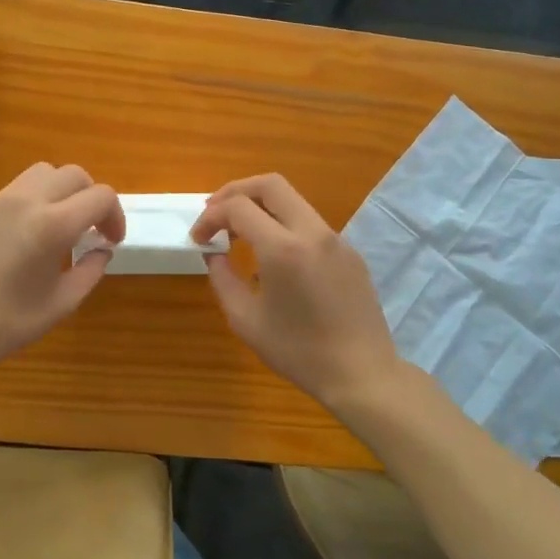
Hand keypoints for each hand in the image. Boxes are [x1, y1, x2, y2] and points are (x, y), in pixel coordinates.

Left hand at [0, 163, 124, 376]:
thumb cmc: (5, 324)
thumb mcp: (61, 304)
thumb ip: (90, 271)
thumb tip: (101, 250)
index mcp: (52, 225)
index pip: (100, 196)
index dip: (115, 216)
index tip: (111, 242)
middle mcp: (27, 201)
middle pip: (74, 174)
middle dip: (92, 198)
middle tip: (92, 230)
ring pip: (44, 173)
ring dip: (63, 191)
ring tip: (62, 225)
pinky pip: (19, 188)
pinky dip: (37, 199)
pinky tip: (31, 234)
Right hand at [192, 175, 404, 409]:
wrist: (361, 373)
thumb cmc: (298, 351)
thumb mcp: (245, 320)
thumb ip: (223, 278)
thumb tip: (214, 253)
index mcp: (284, 248)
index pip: (238, 207)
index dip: (211, 216)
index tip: (198, 238)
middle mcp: (312, 232)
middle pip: (270, 184)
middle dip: (235, 191)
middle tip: (215, 213)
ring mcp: (336, 239)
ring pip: (293, 200)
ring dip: (261, 207)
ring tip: (239, 233)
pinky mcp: (349, 252)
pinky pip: (309, 224)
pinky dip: (283, 225)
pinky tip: (273, 257)